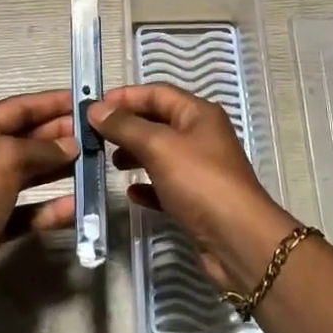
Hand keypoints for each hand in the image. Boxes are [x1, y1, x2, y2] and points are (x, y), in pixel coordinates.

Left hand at [0, 90, 78, 309]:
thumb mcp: (5, 157)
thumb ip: (41, 148)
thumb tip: (71, 145)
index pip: (17, 108)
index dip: (50, 102)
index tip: (83, 100)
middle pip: (25, 139)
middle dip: (58, 135)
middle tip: (93, 134)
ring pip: (30, 174)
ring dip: (59, 169)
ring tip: (92, 164)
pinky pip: (30, 209)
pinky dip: (51, 208)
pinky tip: (76, 207)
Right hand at [88, 84, 297, 291]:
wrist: (238, 240)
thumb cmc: (200, 182)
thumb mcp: (159, 146)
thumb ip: (126, 126)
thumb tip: (95, 109)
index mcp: (198, 114)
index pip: (157, 93)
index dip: (125, 97)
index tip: (94, 107)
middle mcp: (201, 136)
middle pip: (157, 121)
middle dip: (127, 125)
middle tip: (94, 135)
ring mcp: (200, 169)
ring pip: (160, 153)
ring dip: (134, 154)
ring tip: (109, 162)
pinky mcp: (196, 200)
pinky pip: (165, 185)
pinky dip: (147, 185)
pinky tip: (130, 193)